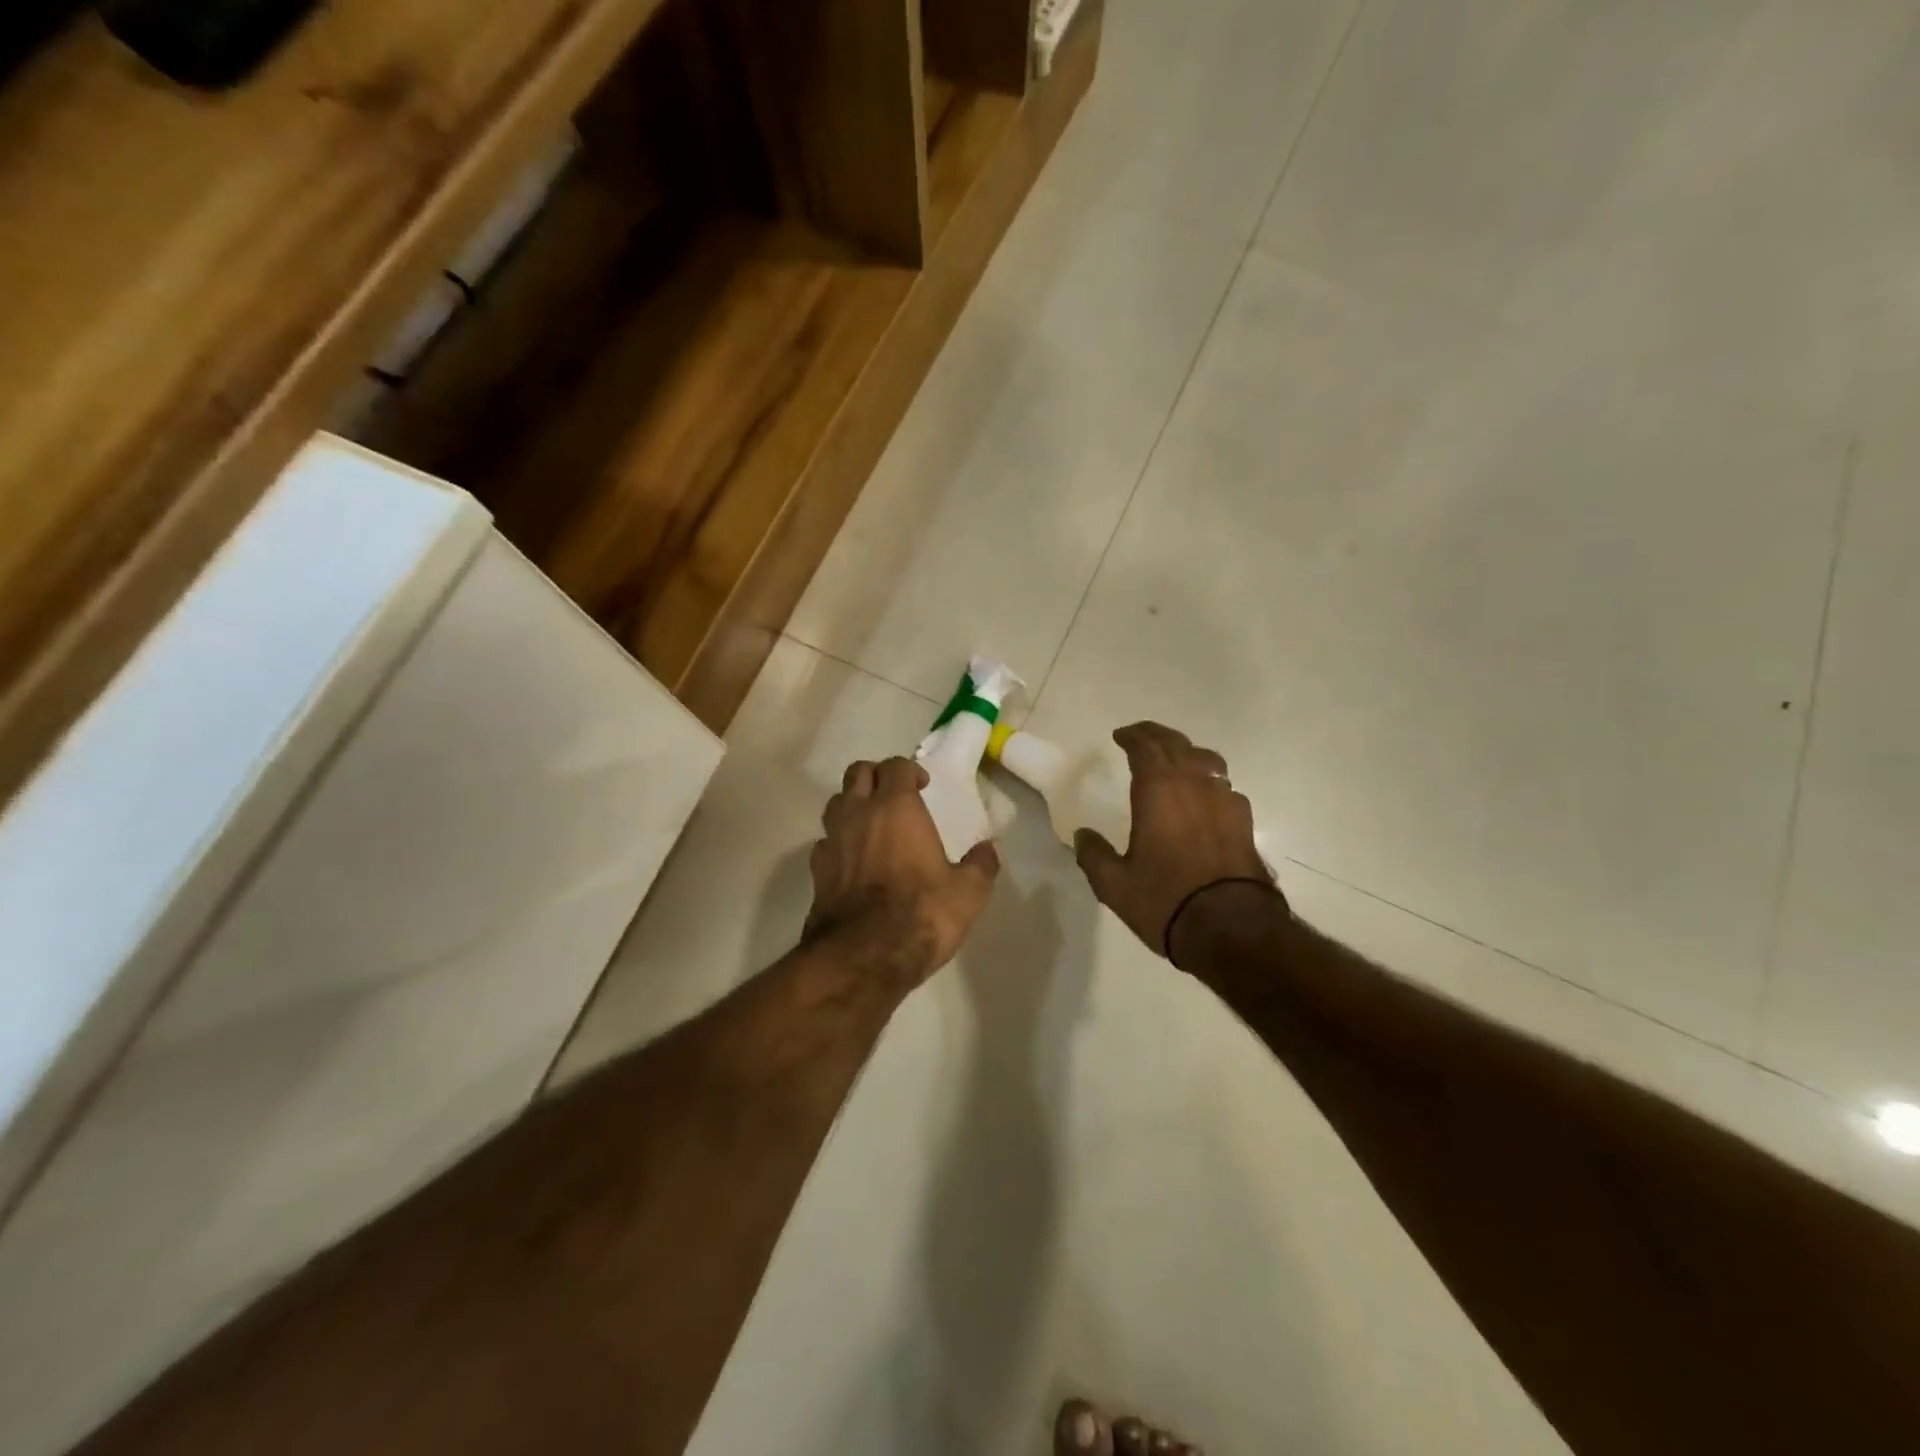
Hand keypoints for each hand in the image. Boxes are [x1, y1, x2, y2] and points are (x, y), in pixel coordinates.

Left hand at [804, 757, 999, 987]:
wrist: (863, 956)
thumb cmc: (922, 913)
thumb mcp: (968, 892)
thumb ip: (980, 865)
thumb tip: (988, 849)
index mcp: (896, 807)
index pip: (895, 767)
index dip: (909, 770)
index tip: (922, 785)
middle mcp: (858, 814)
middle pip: (857, 774)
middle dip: (876, 776)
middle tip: (894, 795)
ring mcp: (832, 841)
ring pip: (835, 803)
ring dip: (852, 805)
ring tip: (871, 824)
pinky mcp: (816, 871)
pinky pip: (824, 842)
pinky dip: (838, 842)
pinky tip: (852, 861)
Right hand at [1074, 722, 1276, 957]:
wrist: (1232, 929)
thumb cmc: (1166, 900)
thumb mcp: (1114, 885)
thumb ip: (1094, 855)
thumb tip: (1083, 836)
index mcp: (1159, 789)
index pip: (1146, 746)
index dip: (1132, 736)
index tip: (1120, 735)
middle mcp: (1194, 784)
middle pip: (1177, 744)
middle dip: (1157, 736)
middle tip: (1142, 737)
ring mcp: (1225, 800)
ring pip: (1207, 761)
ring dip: (1187, 754)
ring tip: (1176, 762)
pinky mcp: (1245, 822)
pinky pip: (1224, 787)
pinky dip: (1208, 782)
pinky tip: (1204, 799)